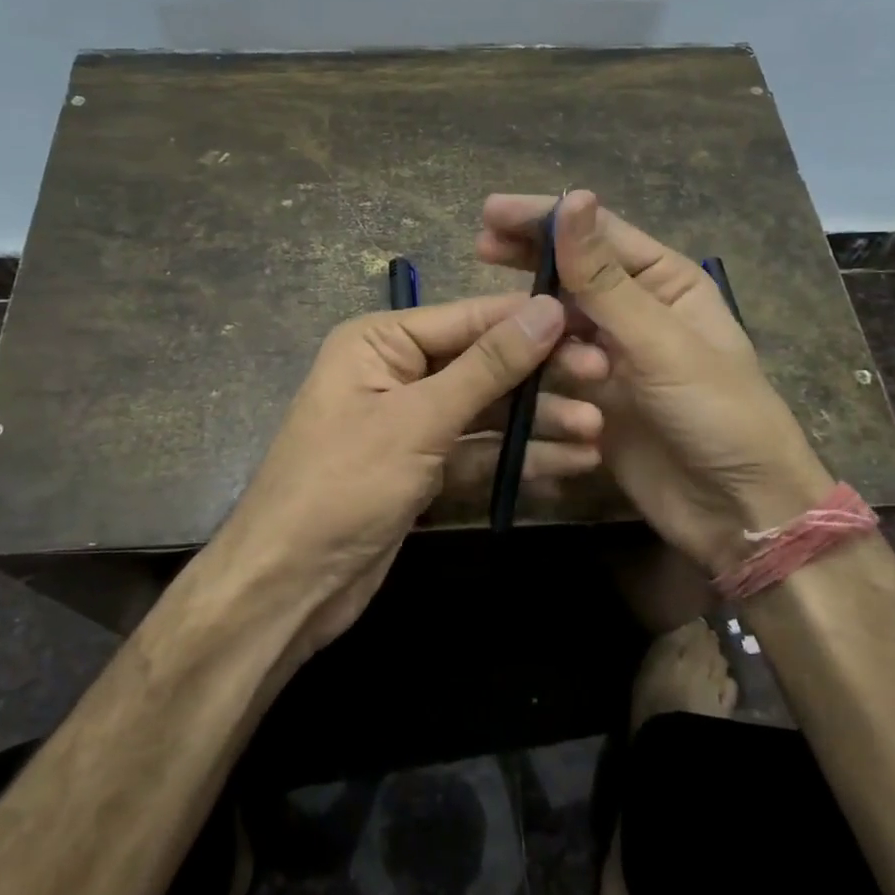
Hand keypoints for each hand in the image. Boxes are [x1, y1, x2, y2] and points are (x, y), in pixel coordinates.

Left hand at [218, 292, 605, 655]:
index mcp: (380, 342)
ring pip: (486, 412)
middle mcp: (396, 372)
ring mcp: (411, 423)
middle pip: (483, 364)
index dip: (531, 320)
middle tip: (604, 379)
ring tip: (597, 432)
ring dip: (537, 423)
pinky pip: (478, 453)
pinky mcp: (423, 468)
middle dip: (540, 377)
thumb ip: (487, 366)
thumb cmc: (344, 484)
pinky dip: (517, 459)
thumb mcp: (419, 419)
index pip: (469, 318)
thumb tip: (546, 309)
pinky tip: (569, 464)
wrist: (289, 586)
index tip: (593, 322)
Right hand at [477, 190, 832, 574]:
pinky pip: (552, 369)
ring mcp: (613, 356)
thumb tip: (572, 198)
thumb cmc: (717, 414)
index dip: (545, 218)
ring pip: (558, 322)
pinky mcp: (593, 398)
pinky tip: (512, 366)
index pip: (598, 233)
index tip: (490, 211)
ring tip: (509, 327)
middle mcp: (637, 311)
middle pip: (572, 272)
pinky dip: (535, 366)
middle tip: (479, 246)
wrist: (738, 512)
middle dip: (530, 258)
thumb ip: (605, 278)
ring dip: (537, 323)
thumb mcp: (660, 342)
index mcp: (666, 282)